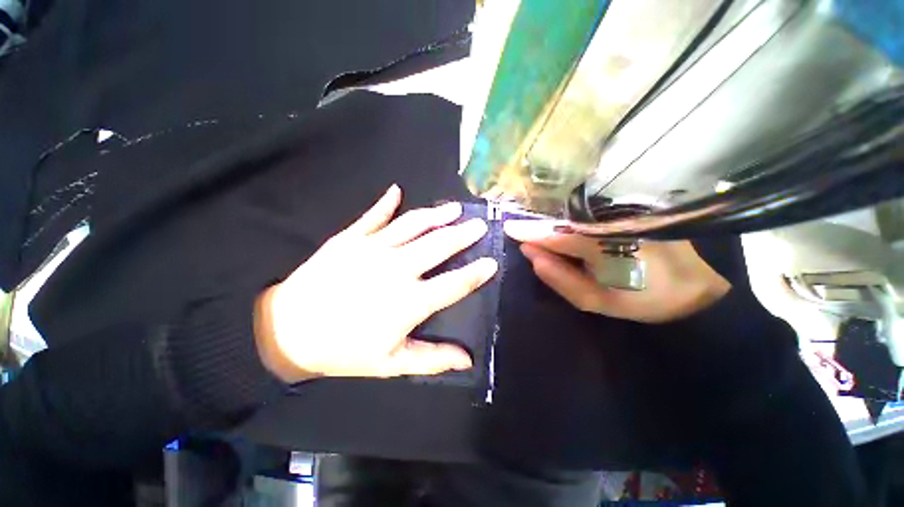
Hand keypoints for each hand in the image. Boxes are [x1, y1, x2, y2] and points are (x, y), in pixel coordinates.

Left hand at [255, 185, 497, 382]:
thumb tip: (466, 360)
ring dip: (436, 215)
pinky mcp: (350, 238)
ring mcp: (372, 249)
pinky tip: (396, 190)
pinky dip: (386, 203)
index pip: (454, 284)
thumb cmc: (344, 349)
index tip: (491, 262)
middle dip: (463, 235)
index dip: (476, 273)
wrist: (288, 330)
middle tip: (479, 225)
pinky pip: (373, 216)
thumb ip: (432, 360)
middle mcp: (396, 269)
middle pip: (439, 246)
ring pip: (413, 226)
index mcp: (409, 301)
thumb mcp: (391, 363)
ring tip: (454, 208)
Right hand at [504, 220, 729, 322]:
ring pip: (576, 216)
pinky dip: (570, 221)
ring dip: (552, 222)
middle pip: (564, 222)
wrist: (692, 290)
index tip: (508, 227)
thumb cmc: (642, 300)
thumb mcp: (596, 300)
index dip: (531, 231)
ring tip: (533, 228)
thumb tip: (531, 255)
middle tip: (518, 229)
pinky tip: (559, 226)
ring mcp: (624, 213)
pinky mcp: (630, 211)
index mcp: (607, 246)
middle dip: (539, 226)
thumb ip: (561, 279)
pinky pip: (589, 215)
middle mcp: (614, 222)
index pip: (557, 236)